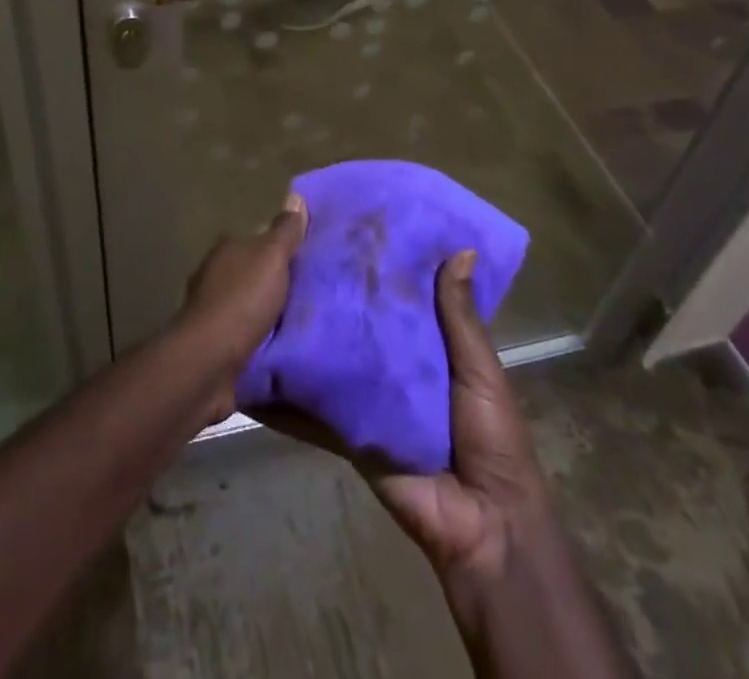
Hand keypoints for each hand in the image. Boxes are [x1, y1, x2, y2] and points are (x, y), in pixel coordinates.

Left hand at [171, 191, 307, 421]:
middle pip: (253, 274)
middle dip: (276, 283)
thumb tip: (295, 197)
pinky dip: (261, 341)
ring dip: (269, 315)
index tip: (307, 260)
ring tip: (303, 324)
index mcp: (227, 250)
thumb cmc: (242, 301)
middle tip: (313, 294)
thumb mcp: (271, 258)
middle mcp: (215, 276)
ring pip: (249, 307)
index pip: (258, 242)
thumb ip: (285, 232)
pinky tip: (282, 348)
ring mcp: (212, 312)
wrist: (208, 362)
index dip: (281, 249)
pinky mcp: (214, 346)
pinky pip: (246, 337)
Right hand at [256, 253, 625, 676]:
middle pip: (360, 322)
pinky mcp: (349, 430)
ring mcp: (369, 397)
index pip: (398, 296)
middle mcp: (394, 364)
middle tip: (293, 251)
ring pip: (334, 358)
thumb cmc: (491, 435)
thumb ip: (461, 317)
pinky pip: (317, 407)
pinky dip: (290, 394)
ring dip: (307, 338)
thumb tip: (461, 249)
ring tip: (264, 297)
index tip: (350, 225)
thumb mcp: (480, 369)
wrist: (484, 524)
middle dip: (334, 294)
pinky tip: (256, 368)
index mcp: (430, 343)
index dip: (379, 265)